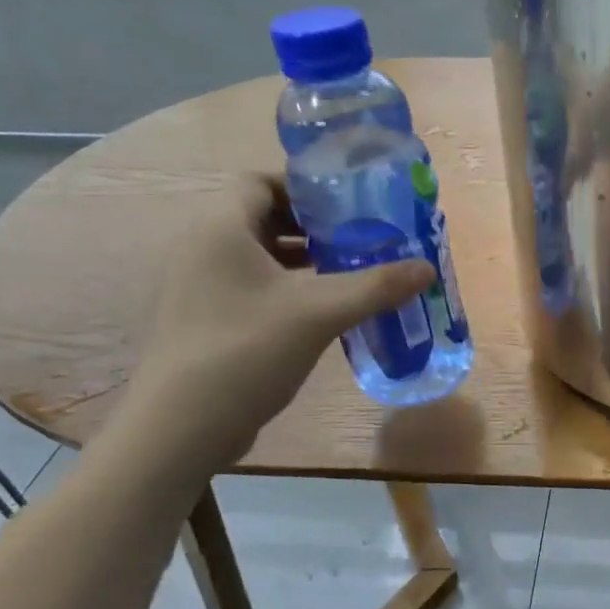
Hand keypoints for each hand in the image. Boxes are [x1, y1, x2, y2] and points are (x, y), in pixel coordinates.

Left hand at [127, 174, 433, 469]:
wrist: (182, 427)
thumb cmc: (247, 351)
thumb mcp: (320, 313)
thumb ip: (376, 286)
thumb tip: (427, 268)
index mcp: (221, 229)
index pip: (260, 181)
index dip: (305, 187)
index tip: (350, 205)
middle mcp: (204, 248)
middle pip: (263, 217)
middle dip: (313, 226)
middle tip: (362, 239)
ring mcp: (201, 287)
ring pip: (260, 256)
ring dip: (304, 260)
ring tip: (351, 273)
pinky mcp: (207, 319)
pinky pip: (253, 287)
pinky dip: (288, 289)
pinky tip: (324, 312)